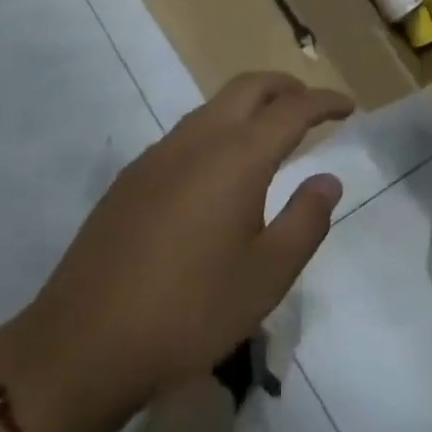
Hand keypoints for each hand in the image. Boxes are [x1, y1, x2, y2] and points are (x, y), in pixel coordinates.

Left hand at [0, 73, 352, 431]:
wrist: (83, 344)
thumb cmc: (189, 313)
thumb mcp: (265, 277)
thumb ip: (305, 221)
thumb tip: (328, 179)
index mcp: (237, 156)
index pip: (292, 109)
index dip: (324, 102)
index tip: (348, 105)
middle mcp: (199, 138)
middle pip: (249, 86)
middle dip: (286, 87)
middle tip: (311, 106)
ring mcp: (160, 153)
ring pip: (215, 105)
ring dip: (250, 105)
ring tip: (271, 134)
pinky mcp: (133, 175)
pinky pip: (188, 131)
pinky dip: (219, 128)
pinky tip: (219, 171)